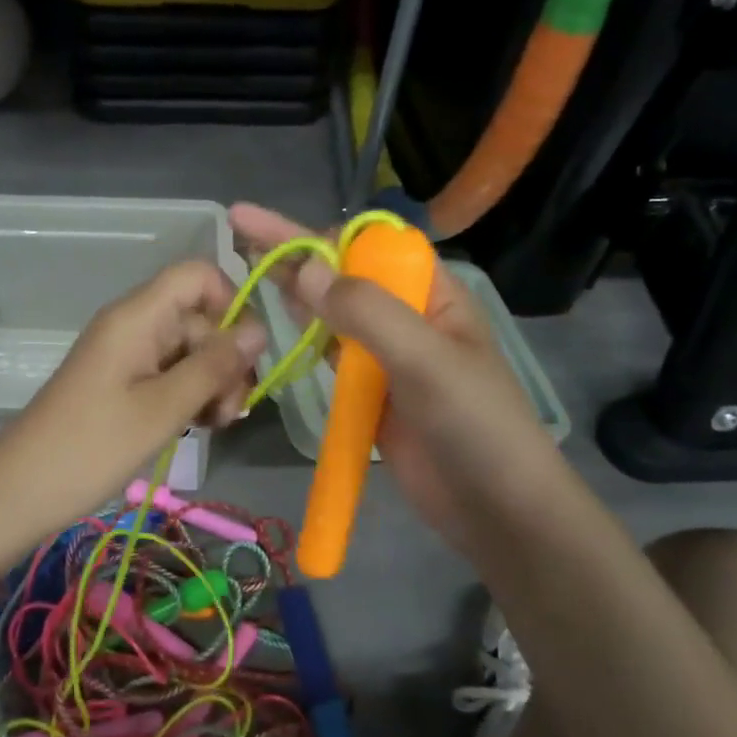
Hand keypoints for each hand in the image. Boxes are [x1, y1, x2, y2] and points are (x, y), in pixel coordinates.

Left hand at [0, 260, 266, 560]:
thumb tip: (260, 329)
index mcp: (138, 316)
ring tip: (215, 425)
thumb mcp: (163, 409)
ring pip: (190, 351)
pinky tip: (198, 426)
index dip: (230, 302)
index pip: (198, 275)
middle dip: (226, 360)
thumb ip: (214, 366)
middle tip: (230, 414)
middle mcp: (134, 325)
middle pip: (200, 318)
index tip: (245, 354)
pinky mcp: (124, 383)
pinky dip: (190, 396)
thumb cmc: (92, 448)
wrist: (21, 491)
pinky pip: (171, 374)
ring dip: (212, 384)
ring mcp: (128, 355)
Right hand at [229, 203, 558, 560]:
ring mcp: (387, 357)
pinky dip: (306, 337)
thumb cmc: (474, 424)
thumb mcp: (426, 360)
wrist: (495, 508)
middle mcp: (408, 316)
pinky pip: (332, 355)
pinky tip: (280, 322)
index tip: (268, 231)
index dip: (321, 237)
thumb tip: (303, 270)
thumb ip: (367, 313)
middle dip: (297, 252)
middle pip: (345, 275)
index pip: (371, 248)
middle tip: (241, 229)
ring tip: (249, 264)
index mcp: (432, 295)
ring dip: (296, 289)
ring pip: (334, 314)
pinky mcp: (371, 393)